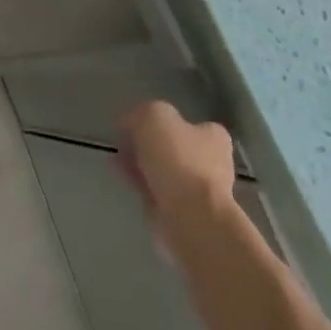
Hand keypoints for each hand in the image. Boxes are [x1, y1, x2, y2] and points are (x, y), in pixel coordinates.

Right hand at [117, 101, 236, 236]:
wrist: (190, 215)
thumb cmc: (178, 159)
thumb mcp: (154, 116)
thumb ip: (142, 114)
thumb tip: (132, 125)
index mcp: (213, 137)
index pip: (187, 123)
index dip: (158, 122)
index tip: (135, 126)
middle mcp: (212, 162)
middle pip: (172, 148)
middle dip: (146, 146)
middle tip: (124, 144)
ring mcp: (199, 190)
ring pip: (163, 171)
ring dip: (141, 166)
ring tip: (117, 161)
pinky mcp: (184, 212)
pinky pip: (156, 192)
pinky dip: (140, 185)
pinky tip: (123, 179)